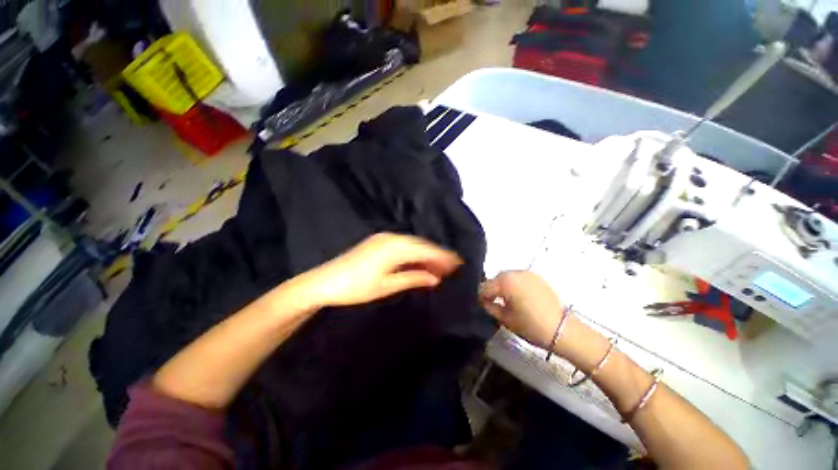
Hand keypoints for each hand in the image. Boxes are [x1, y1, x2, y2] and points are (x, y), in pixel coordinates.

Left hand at [298, 233, 462, 308]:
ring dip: (425, 256)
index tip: (458, 264)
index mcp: (394, 247)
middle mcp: (391, 238)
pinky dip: (412, 255)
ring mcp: (383, 238)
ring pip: (412, 245)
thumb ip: (413, 279)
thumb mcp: (387, 286)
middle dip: (436, 256)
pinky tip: (418, 264)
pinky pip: (402, 246)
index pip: (426, 250)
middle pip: (421, 246)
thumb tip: (435, 279)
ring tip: (437, 269)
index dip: (443, 257)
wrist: (324, 282)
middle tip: (450, 269)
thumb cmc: (356, 287)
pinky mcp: (378, 242)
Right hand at [479, 271, 564, 348]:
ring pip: (507, 277)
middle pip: (496, 279)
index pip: (484, 287)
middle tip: (494, 303)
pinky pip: (519, 278)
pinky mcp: (537, 277)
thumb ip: (490, 307)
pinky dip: (515, 284)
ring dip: (503, 286)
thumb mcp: (505, 319)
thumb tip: (485, 302)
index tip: (483, 306)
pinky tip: (519, 296)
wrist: (562, 330)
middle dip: (492, 290)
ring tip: (507, 300)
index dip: (481, 297)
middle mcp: (515, 273)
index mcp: (505, 282)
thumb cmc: (531, 326)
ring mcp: (527, 273)